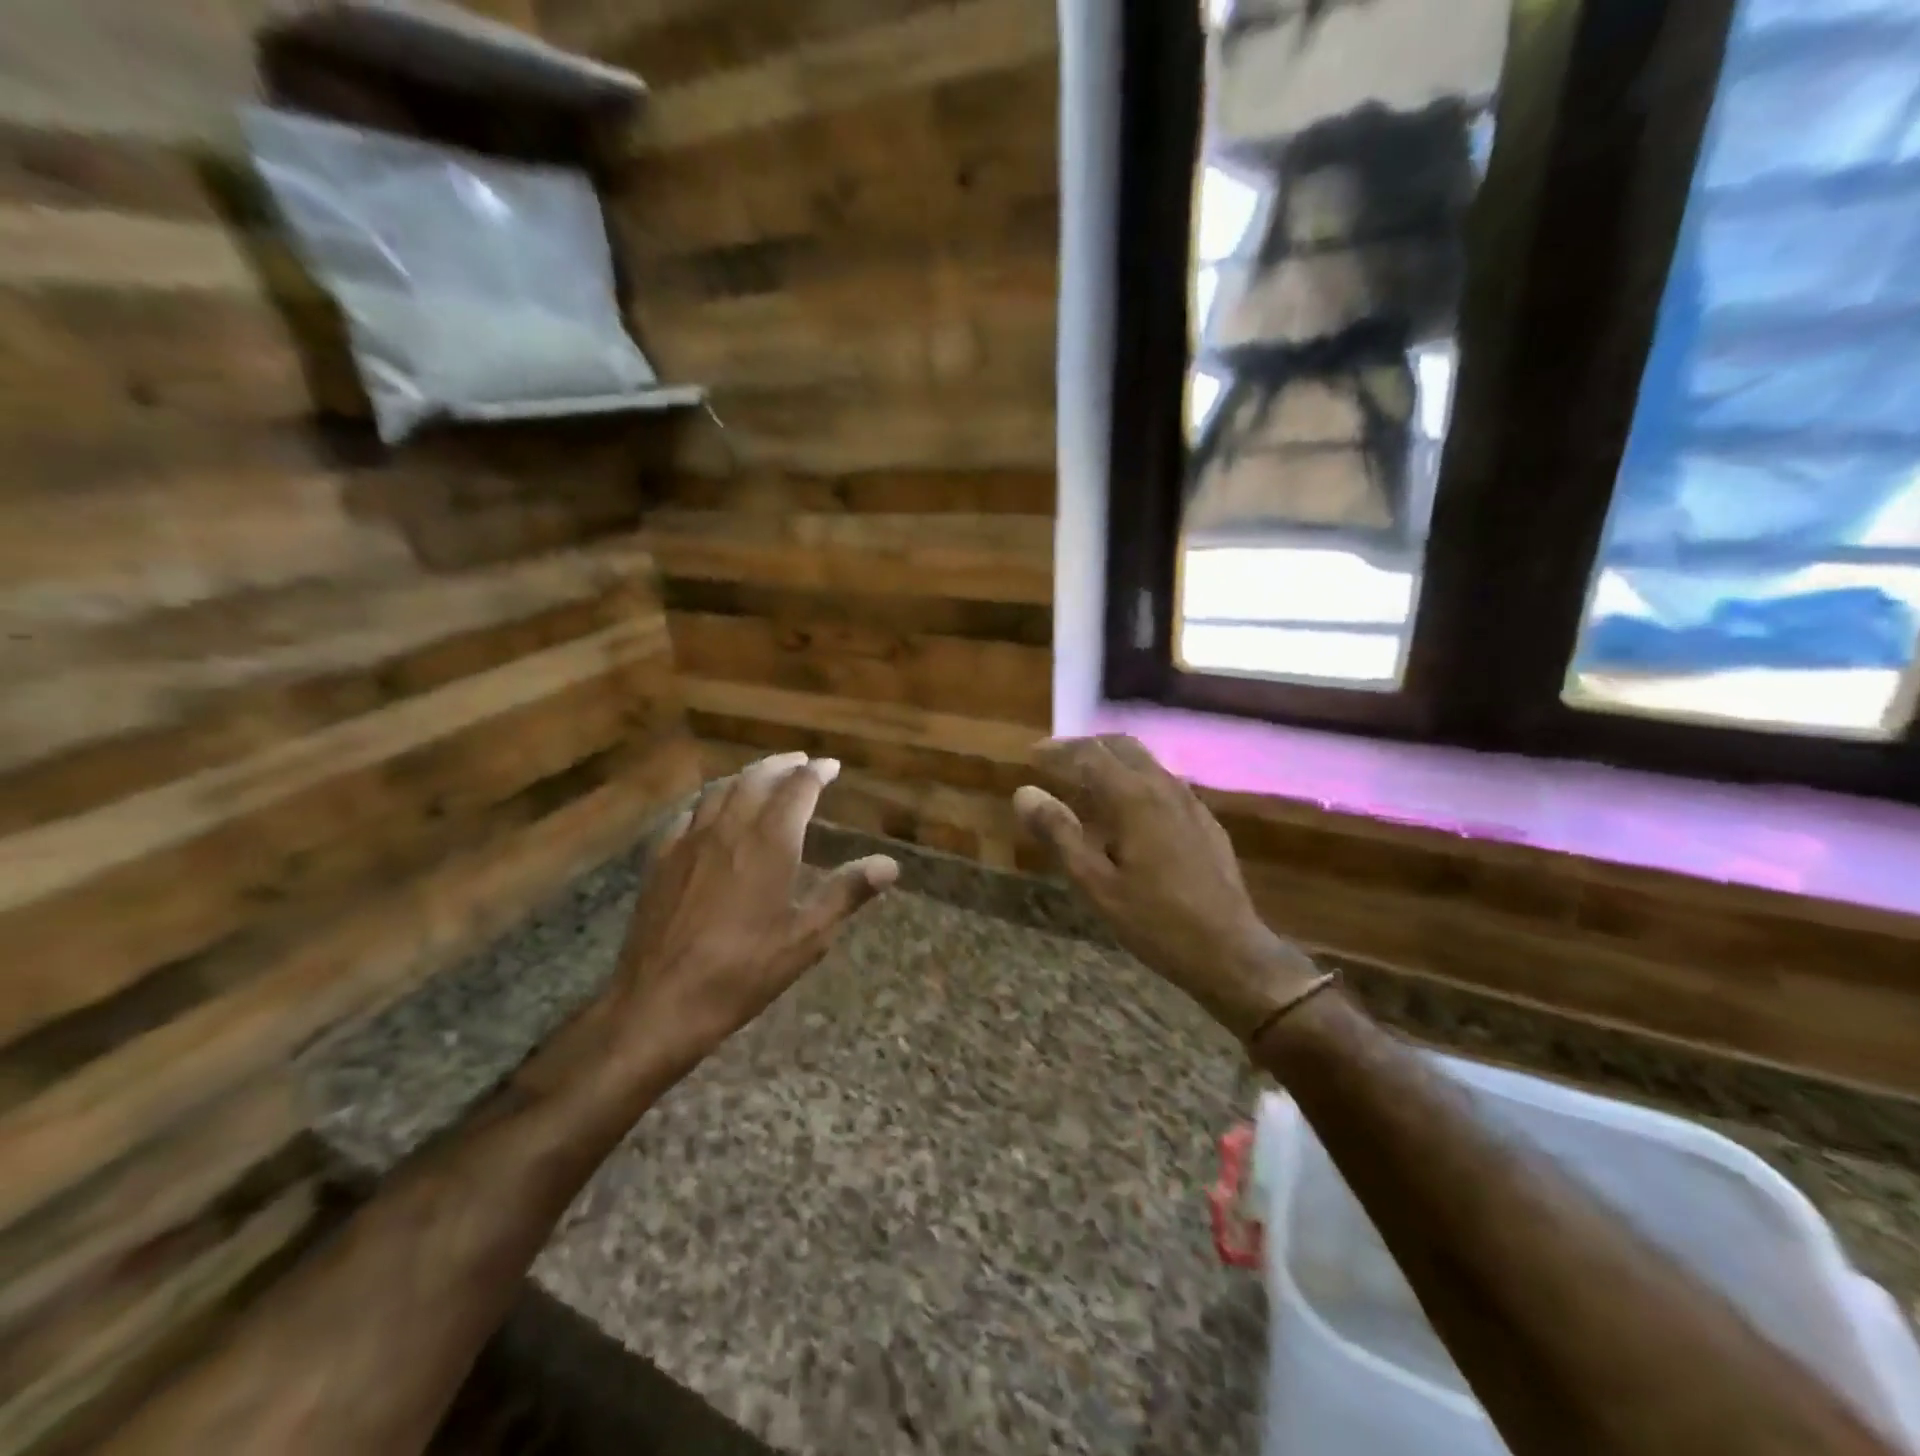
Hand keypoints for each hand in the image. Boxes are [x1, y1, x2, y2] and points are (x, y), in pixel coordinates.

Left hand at [608, 751, 896, 1078]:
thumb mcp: (806, 938)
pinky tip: (710, 810)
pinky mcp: (660, 859)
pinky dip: (709, 800)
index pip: (797, 789)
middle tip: (800, 762)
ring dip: (746, 776)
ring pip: (720, 790)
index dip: (816, 773)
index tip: (831, 766)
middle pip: (757, 779)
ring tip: (762, 776)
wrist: (660, 1001)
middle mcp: (729, 829)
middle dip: (782, 765)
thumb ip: (847, 893)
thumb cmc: (743, 971)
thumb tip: (890, 864)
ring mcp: (689, 841)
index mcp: (769, 843)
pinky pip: (688, 813)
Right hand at [1013, 735, 1320, 1039]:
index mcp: (1134, 797)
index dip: (1057, 750)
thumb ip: (1059, 833)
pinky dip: (1136, 781)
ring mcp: (1191, 802)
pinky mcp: (1205, 821)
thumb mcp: (1095, 884)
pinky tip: (1128, 813)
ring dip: (1112, 762)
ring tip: (1086, 784)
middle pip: (1121, 746)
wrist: (1230, 952)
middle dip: (1086, 748)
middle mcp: (1164, 787)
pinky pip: (1164, 784)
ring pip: (1146, 762)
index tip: (1031, 755)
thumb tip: (1024, 793)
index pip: (1089, 754)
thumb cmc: (1154, 921)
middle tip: (1056, 763)